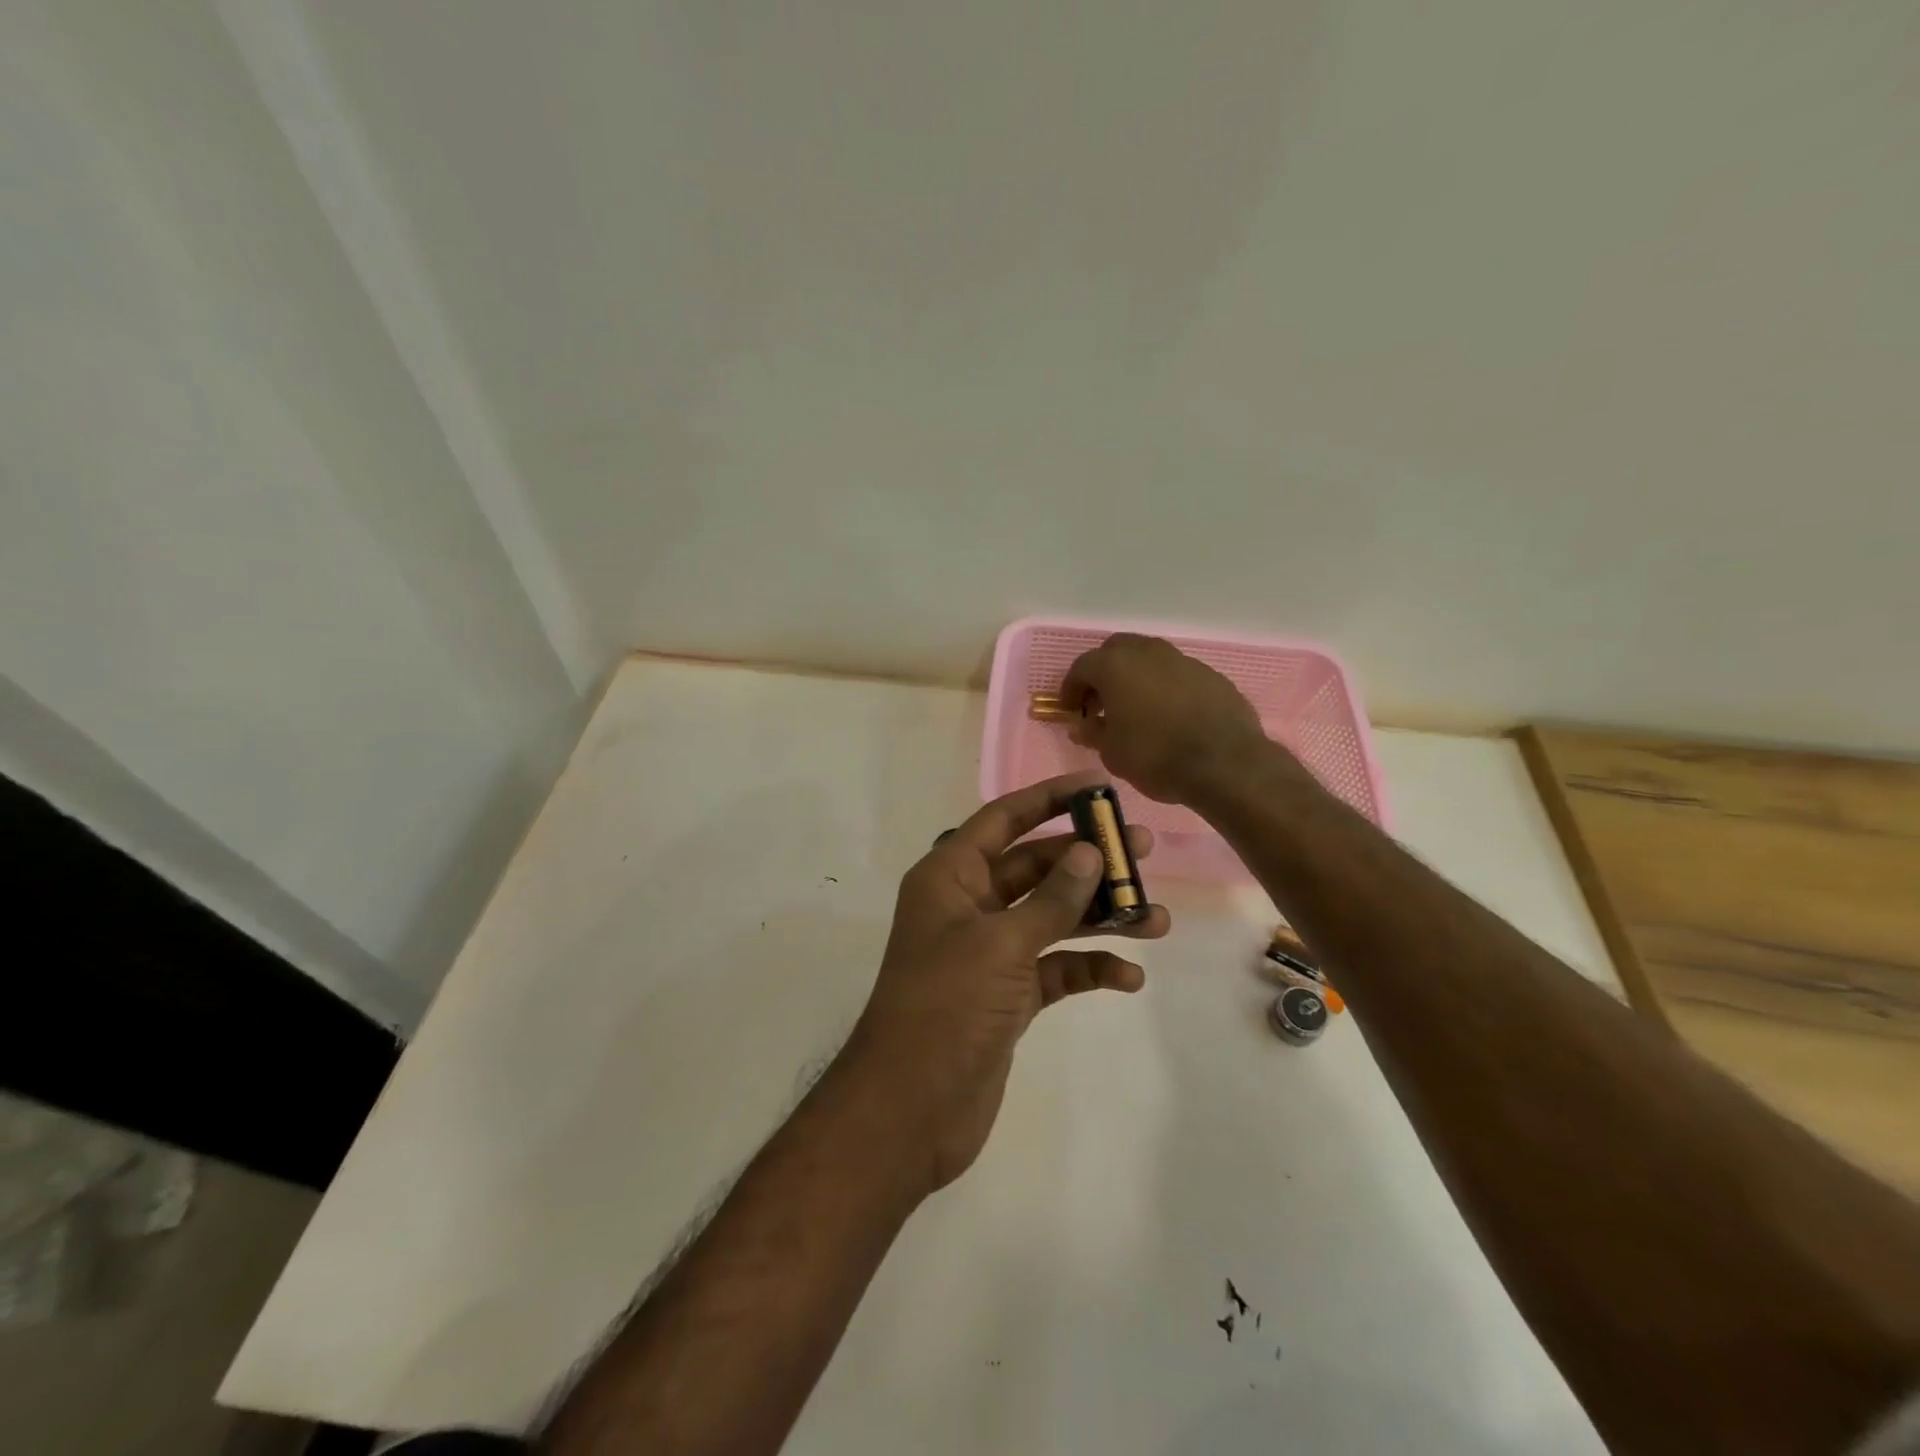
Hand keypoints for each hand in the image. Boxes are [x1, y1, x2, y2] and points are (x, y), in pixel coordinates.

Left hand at [843, 771, 1170, 1193]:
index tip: (1099, 787)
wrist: (910, 1109)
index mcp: (951, 876)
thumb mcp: (1001, 943)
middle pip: (1035, 867)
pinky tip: (1127, 977)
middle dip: (1087, 860)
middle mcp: (969, 905)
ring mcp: (989, 951)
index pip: (1004, 819)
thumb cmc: (946, 1007)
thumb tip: (1089, 852)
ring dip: (1099, 916)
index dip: (1049, 798)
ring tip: (1156, 919)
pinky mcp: (1007, 995)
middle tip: (1144, 850)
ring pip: (1051, 917)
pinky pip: (1055, 968)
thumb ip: (1050, 899)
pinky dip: (1087, 967)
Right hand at [1060, 633, 1277, 804]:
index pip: (1081, 667)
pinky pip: (1177, 675)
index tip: (1070, 711)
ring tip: (1135, 710)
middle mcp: (1148, 652)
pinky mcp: (1211, 675)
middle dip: (1103, 674)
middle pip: (1116, 651)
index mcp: (1115, 665)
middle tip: (1100, 703)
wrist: (1225, 763)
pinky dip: (1165, 688)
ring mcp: (1183, 660)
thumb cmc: (1155, 755)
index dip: (1071, 689)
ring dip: (1136, 678)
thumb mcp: (1112, 752)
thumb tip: (1083, 725)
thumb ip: (1093, 732)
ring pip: (1149, 660)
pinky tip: (1168, 716)